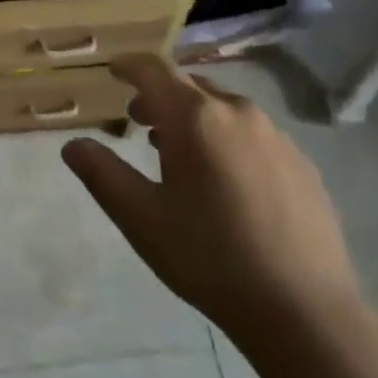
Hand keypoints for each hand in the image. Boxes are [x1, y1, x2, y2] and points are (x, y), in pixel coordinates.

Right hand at [62, 55, 358, 338]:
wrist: (304, 311)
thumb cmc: (210, 257)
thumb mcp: (141, 219)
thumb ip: (102, 174)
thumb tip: (73, 145)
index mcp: (195, 117)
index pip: (155, 70)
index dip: (130, 66)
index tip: (113, 70)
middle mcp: (238, 113)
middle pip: (190, 86)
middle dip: (159, 96)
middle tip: (138, 121)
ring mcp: (277, 137)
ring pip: (224, 110)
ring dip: (195, 119)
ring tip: (179, 153)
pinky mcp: (303, 165)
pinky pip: (255, 135)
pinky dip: (228, 140)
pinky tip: (227, 183)